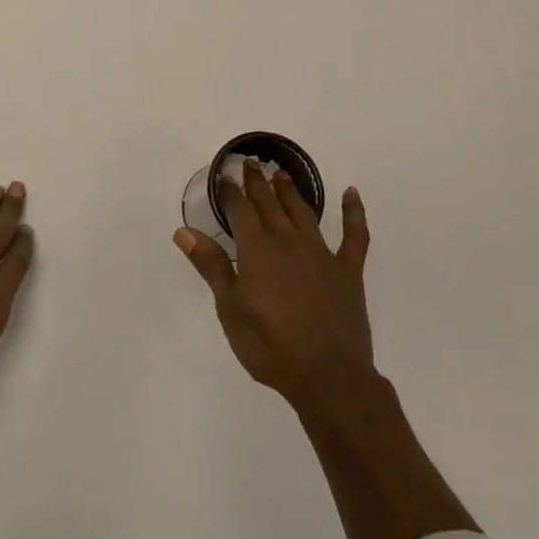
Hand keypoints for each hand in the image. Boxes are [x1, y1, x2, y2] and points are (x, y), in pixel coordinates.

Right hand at [174, 162, 373, 408]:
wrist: (327, 375)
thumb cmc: (269, 345)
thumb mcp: (230, 308)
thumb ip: (211, 265)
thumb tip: (184, 231)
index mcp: (257, 250)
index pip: (240, 210)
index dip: (230, 191)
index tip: (224, 175)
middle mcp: (288, 242)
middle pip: (270, 204)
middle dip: (257, 183)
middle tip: (250, 163)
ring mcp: (322, 254)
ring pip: (303, 212)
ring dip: (291, 191)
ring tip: (281, 175)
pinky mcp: (347, 270)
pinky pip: (355, 235)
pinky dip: (354, 212)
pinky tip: (352, 194)